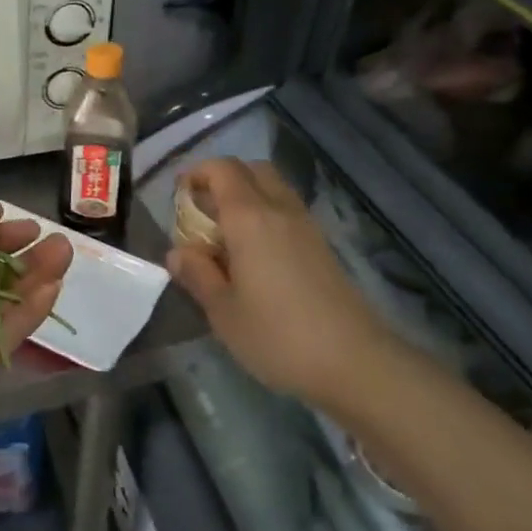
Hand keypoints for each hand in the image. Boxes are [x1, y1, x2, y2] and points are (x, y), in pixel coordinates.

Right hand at [167, 159, 393, 404]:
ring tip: (225, 234)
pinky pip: (287, 211)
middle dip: (223, 179)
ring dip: (247, 196)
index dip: (197, 173)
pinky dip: (266, 215)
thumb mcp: (223, 311)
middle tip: (202, 210)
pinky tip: (255, 254)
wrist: (354, 360)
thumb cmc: (277, 336)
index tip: (178, 193)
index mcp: (250, 218)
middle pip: (252, 170)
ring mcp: (306, 226)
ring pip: (273, 188)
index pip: (222, 170)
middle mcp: (280, 210)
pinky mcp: (322, 246)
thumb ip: (198, 275)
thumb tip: (177, 253)